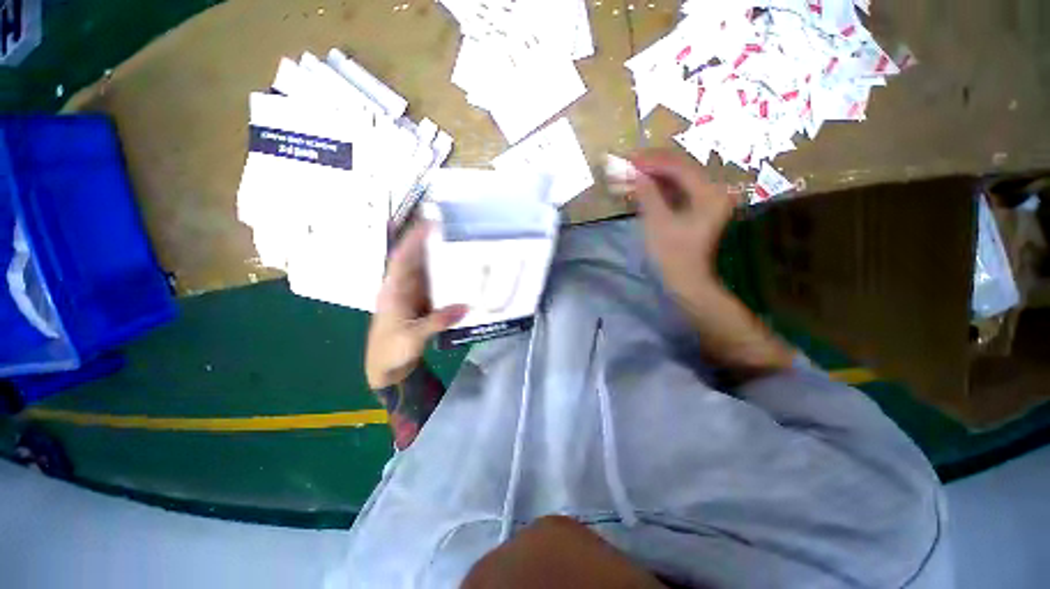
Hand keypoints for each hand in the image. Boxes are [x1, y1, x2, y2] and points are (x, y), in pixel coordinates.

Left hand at [366, 222, 467, 389]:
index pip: (401, 259)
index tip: (428, 223)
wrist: (387, 368)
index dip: (413, 240)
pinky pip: (432, 284)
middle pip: (413, 259)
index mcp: (393, 291)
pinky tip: (457, 272)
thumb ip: (438, 321)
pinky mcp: (420, 304)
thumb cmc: (391, 351)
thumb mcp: (413, 337)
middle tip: (448, 227)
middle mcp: (401, 288)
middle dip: (427, 241)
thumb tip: (466, 306)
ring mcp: (411, 296)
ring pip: (423, 270)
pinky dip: (443, 276)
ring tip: (455, 243)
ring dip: (436, 257)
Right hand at [629, 149, 793, 377]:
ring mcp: (705, 198)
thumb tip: (633, 171)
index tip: (627, 160)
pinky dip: (657, 187)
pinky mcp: (696, 207)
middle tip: (625, 165)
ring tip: (629, 174)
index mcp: (709, 192)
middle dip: (650, 165)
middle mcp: (712, 189)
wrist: (687, 281)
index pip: (678, 166)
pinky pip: (676, 190)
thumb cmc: (673, 255)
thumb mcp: (657, 222)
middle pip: (678, 168)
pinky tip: (641, 187)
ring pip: (676, 178)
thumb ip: (647, 193)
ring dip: (652, 175)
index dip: (651, 161)